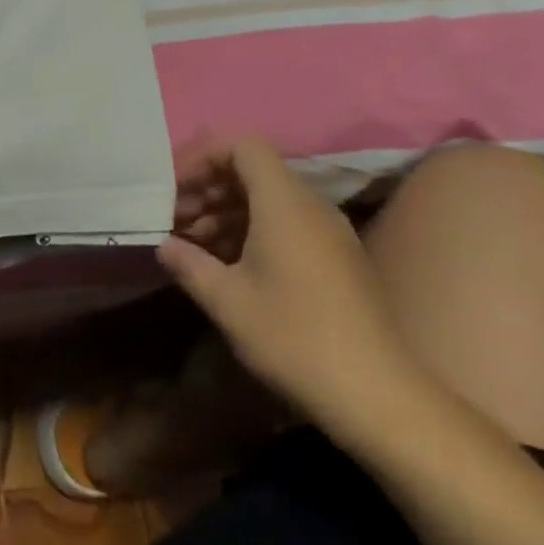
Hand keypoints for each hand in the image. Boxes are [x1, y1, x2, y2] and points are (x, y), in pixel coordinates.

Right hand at [158, 137, 430, 439]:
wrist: (379, 397)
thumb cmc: (294, 337)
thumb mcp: (227, 301)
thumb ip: (189, 264)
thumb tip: (165, 245)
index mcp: (284, 202)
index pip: (242, 147)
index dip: (204, 159)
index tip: (174, 191)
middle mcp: (311, 206)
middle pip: (254, 171)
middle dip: (210, 189)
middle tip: (176, 222)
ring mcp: (330, 232)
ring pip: (270, 200)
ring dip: (228, 213)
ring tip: (196, 247)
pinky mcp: (340, 259)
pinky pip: (289, 224)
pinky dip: (254, 232)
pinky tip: (232, 268)